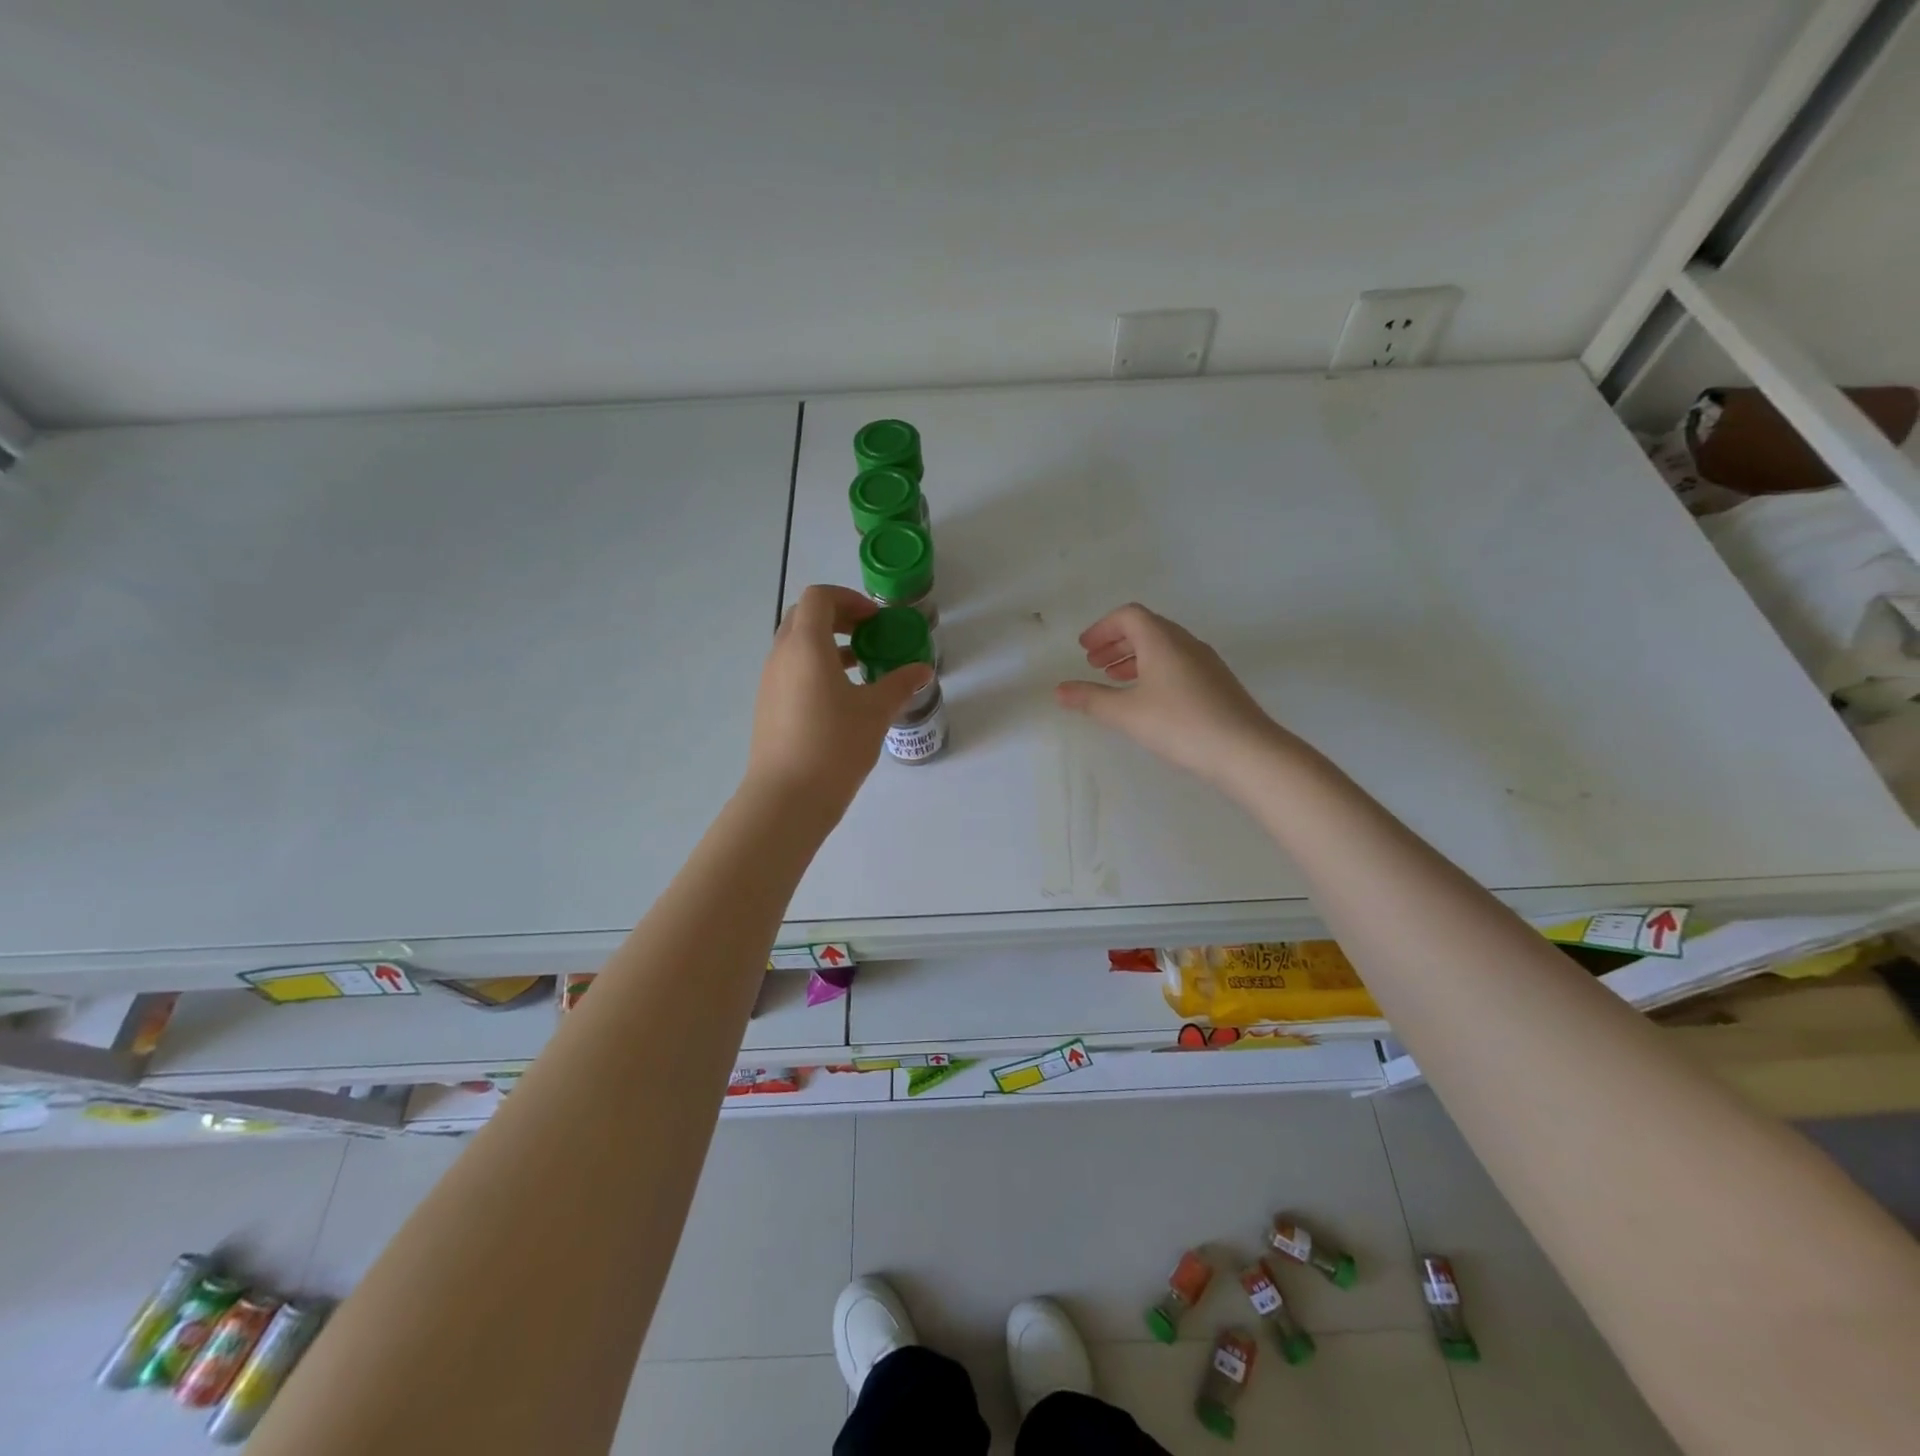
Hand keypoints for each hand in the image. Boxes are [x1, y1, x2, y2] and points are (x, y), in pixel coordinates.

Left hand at [746, 585, 933, 818]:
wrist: (787, 797)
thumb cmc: (834, 745)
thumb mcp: (876, 712)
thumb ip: (900, 684)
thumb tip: (922, 670)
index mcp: (806, 646)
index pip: (819, 598)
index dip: (849, 599)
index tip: (875, 620)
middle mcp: (781, 656)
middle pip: (804, 617)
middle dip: (838, 618)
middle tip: (868, 637)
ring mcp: (770, 682)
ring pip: (796, 646)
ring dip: (827, 646)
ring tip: (860, 668)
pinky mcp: (768, 706)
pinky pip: (791, 671)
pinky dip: (815, 669)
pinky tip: (841, 700)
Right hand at [1055, 603, 1283, 784]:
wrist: (1245, 750)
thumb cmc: (1180, 724)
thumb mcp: (1127, 714)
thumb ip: (1090, 699)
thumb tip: (1059, 690)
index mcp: (1162, 640)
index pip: (1129, 615)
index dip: (1102, 628)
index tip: (1084, 648)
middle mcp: (1185, 643)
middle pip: (1146, 628)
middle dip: (1116, 642)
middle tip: (1094, 663)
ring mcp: (1205, 662)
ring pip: (1163, 646)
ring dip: (1135, 657)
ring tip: (1115, 680)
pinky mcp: (1217, 682)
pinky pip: (1178, 662)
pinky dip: (1154, 670)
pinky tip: (1149, 698)